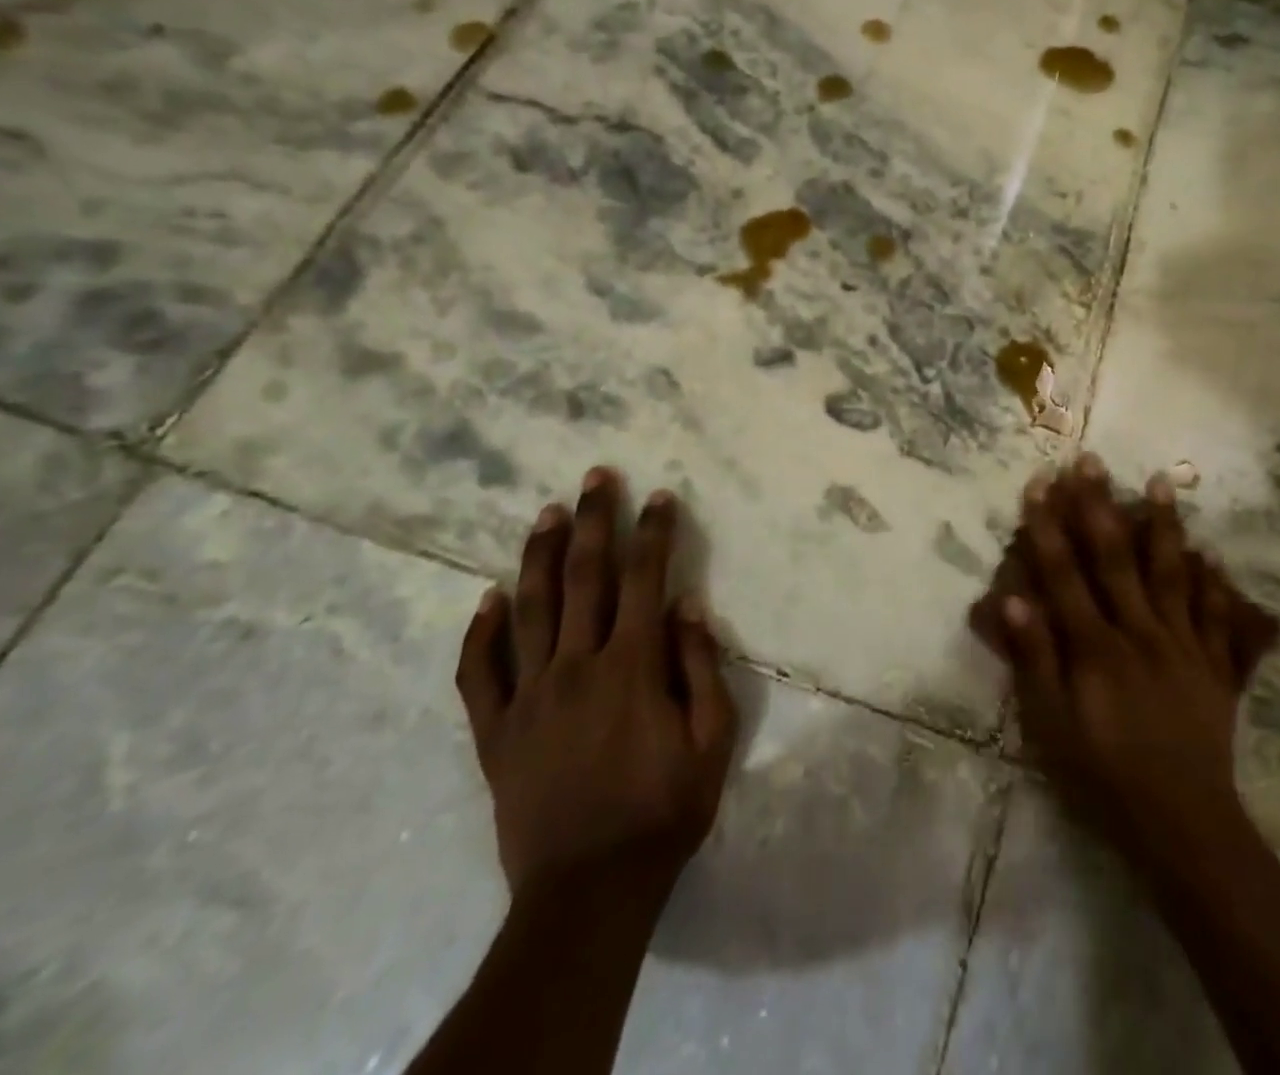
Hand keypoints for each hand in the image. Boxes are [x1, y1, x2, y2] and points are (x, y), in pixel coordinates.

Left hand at [455, 469, 737, 898]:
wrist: (588, 891)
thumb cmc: (663, 810)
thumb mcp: (711, 739)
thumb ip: (700, 666)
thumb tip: (687, 604)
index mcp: (632, 666)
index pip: (645, 579)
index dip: (654, 533)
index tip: (659, 496)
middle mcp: (576, 666)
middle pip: (584, 578)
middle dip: (593, 521)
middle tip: (596, 478)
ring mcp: (528, 697)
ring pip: (529, 609)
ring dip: (539, 555)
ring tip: (546, 513)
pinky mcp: (495, 732)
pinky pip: (478, 673)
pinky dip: (480, 631)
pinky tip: (486, 597)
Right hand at [971, 455, 1279, 863]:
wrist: (1184, 825)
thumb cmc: (1104, 776)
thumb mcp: (1052, 727)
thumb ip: (1034, 659)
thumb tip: (1011, 596)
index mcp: (1096, 647)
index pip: (1065, 574)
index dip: (1049, 526)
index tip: (1040, 483)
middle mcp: (1140, 632)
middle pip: (1115, 558)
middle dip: (1099, 506)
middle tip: (1091, 461)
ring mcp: (1183, 644)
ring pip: (1170, 572)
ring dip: (1163, 524)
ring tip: (1160, 481)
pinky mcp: (1215, 664)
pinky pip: (1216, 613)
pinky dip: (1213, 579)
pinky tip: (1210, 551)